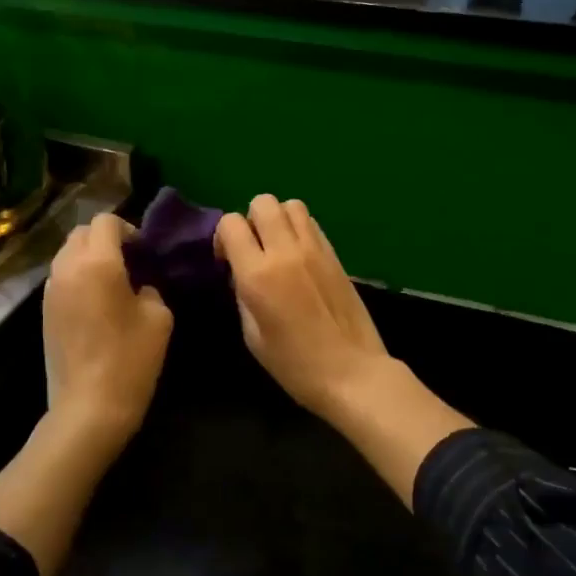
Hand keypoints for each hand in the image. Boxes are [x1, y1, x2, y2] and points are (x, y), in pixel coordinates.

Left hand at [43, 213, 173, 447]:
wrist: (88, 408)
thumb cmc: (130, 359)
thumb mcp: (159, 317)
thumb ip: (149, 287)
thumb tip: (137, 284)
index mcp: (97, 262)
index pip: (106, 221)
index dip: (128, 229)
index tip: (143, 252)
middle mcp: (67, 267)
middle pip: (81, 232)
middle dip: (105, 239)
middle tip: (129, 262)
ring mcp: (50, 290)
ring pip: (67, 254)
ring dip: (88, 257)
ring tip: (111, 282)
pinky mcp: (43, 311)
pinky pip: (60, 277)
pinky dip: (77, 277)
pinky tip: (95, 303)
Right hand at [215, 195, 390, 419]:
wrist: (352, 373)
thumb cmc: (295, 365)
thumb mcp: (252, 336)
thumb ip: (242, 294)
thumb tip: (241, 272)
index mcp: (258, 274)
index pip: (231, 223)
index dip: (223, 237)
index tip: (227, 260)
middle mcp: (286, 251)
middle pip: (262, 202)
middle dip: (250, 219)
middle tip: (253, 249)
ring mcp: (314, 249)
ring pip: (290, 205)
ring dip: (278, 219)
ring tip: (277, 246)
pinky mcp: (335, 254)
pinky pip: (311, 223)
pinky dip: (299, 228)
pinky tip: (299, 255)